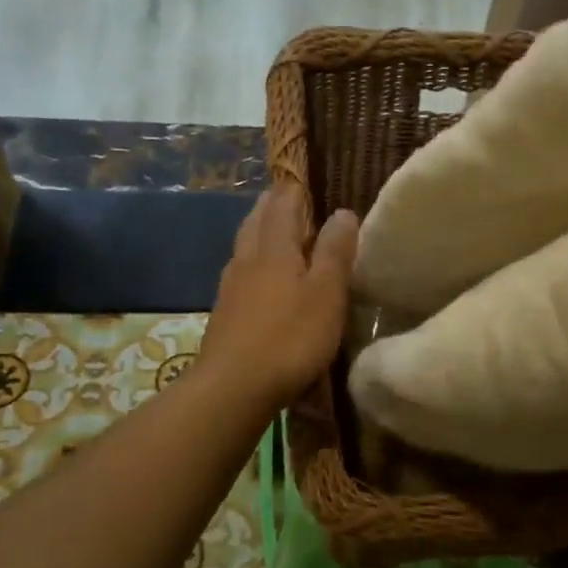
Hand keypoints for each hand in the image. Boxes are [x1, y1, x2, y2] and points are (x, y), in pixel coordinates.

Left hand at [198, 183, 359, 413]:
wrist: (233, 387)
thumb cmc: (290, 338)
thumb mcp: (326, 294)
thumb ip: (335, 252)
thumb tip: (343, 211)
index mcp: (274, 248)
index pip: (283, 205)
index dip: (294, 190)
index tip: (304, 180)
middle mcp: (247, 259)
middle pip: (257, 221)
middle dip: (272, 206)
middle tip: (286, 198)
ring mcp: (230, 287)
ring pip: (244, 246)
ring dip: (259, 231)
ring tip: (272, 230)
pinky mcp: (224, 313)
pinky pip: (240, 272)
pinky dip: (252, 262)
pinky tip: (258, 277)